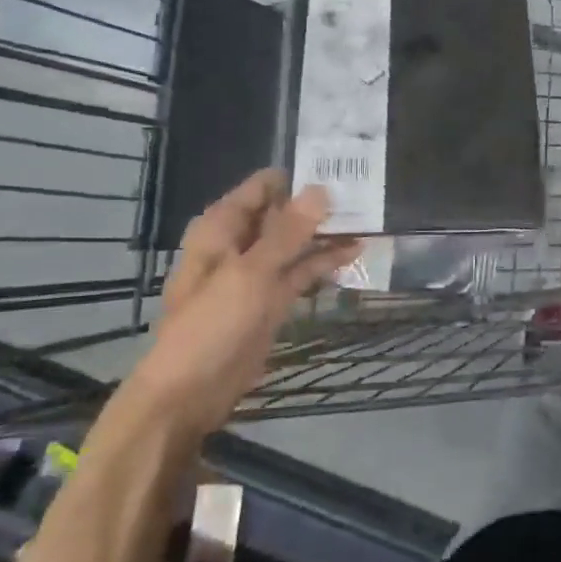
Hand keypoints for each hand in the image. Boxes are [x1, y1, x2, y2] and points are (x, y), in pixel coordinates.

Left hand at [127, 169, 359, 437]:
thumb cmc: (211, 325)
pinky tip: (355, 253)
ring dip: (326, 234)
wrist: (190, 393)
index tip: (342, 168)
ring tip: (370, 219)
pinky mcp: (272, 300)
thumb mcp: (250, 273)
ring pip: (296, 243)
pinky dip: (324, 263)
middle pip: (283, 213)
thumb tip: (321, 189)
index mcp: (222, 228)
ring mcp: (257, 273)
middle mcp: (240, 244)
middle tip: (367, 192)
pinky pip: (301, 272)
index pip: (263, 187)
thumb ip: (288, 232)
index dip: (299, 178)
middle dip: (319, 205)